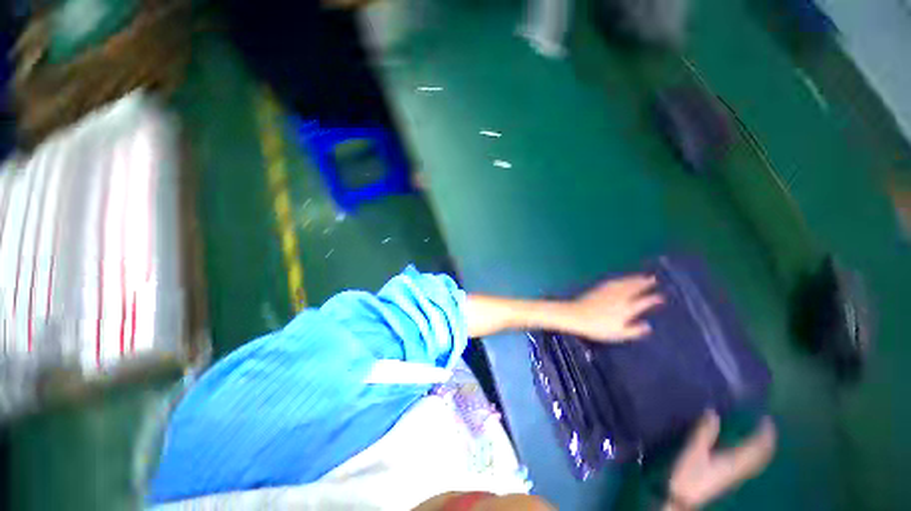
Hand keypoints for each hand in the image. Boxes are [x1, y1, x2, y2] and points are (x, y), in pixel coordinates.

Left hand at [558, 274, 663, 341]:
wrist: (576, 315)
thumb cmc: (597, 328)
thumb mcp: (618, 334)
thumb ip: (634, 331)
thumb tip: (648, 326)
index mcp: (626, 309)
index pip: (643, 302)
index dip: (653, 299)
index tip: (661, 296)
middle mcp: (619, 297)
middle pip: (634, 288)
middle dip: (644, 283)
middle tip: (654, 278)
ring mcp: (608, 291)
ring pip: (624, 283)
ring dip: (634, 279)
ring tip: (642, 276)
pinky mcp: (599, 288)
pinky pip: (614, 281)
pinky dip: (621, 279)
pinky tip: (622, 279)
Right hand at [667, 412, 776, 508]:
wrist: (686, 497)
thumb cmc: (689, 474)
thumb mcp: (693, 451)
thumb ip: (704, 433)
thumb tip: (713, 412)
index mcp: (734, 461)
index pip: (757, 447)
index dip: (765, 433)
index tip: (767, 418)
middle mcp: (741, 469)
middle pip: (761, 455)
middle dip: (767, 440)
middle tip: (767, 423)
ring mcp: (737, 475)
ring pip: (758, 461)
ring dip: (763, 447)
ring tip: (762, 434)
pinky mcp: (731, 477)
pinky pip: (751, 464)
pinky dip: (756, 454)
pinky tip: (749, 451)